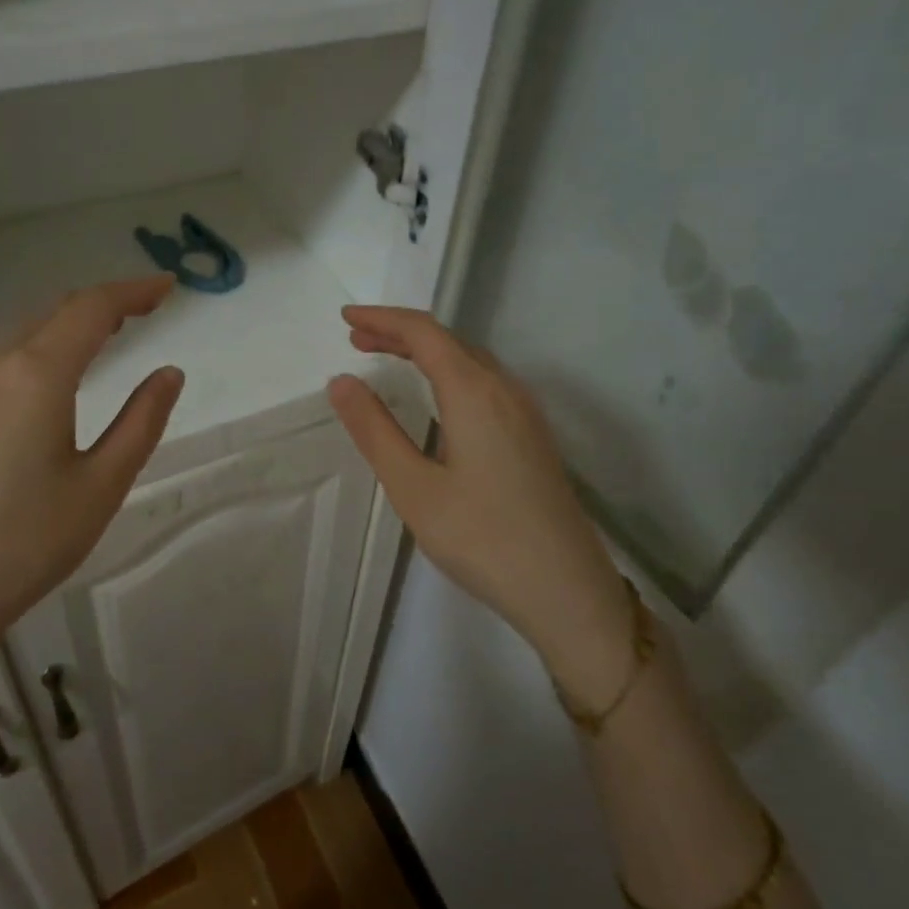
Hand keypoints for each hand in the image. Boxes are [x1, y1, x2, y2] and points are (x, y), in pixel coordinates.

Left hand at [0, 276, 184, 651]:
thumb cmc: (27, 541)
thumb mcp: (102, 484)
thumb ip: (141, 421)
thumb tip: (168, 373)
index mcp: (36, 374)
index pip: (91, 309)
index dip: (133, 292)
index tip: (170, 288)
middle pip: (56, 311)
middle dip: (105, 302)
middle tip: (150, 306)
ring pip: (28, 332)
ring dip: (73, 322)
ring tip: (115, 331)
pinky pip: (9, 358)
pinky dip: (47, 345)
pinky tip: (63, 370)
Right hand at [327, 306, 633, 693]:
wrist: (566, 590)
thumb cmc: (482, 538)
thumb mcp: (414, 487)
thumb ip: (375, 430)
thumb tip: (342, 381)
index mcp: (475, 392)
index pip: (424, 333)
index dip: (383, 318)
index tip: (345, 318)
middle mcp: (505, 389)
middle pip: (449, 341)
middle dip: (400, 333)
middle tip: (357, 338)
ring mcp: (525, 413)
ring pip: (470, 360)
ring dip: (426, 351)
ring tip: (386, 358)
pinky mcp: (533, 436)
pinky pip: (485, 382)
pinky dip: (449, 372)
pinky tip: (437, 396)